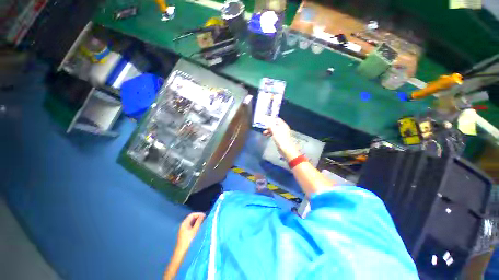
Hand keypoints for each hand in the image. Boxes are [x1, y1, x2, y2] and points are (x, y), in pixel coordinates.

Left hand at [176, 212, 204, 251]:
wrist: (181, 253)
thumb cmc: (188, 241)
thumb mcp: (195, 231)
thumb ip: (199, 222)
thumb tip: (203, 215)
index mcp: (184, 223)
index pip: (192, 215)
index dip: (199, 214)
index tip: (205, 216)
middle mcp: (183, 225)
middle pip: (192, 218)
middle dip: (198, 218)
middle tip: (205, 219)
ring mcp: (184, 230)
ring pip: (192, 223)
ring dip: (198, 222)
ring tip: (204, 223)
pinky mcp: (185, 234)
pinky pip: (191, 227)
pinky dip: (196, 226)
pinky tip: (200, 229)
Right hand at [263, 118, 300, 160]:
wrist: (286, 149)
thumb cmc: (280, 138)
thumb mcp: (274, 130)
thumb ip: (270, 124)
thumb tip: (266, 118)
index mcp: (283, 125)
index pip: (277, 119)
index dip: (271, 119)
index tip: (265, 121)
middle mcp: (283, 128)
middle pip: (275, 124)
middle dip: (269, 126)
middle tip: (263, 128)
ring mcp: (282, 133)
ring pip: (274, 130)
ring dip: (269, 130)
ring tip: (264, 133)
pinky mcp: (280, 138)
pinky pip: (274, 134)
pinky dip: (270, 134)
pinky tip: (267, 136)